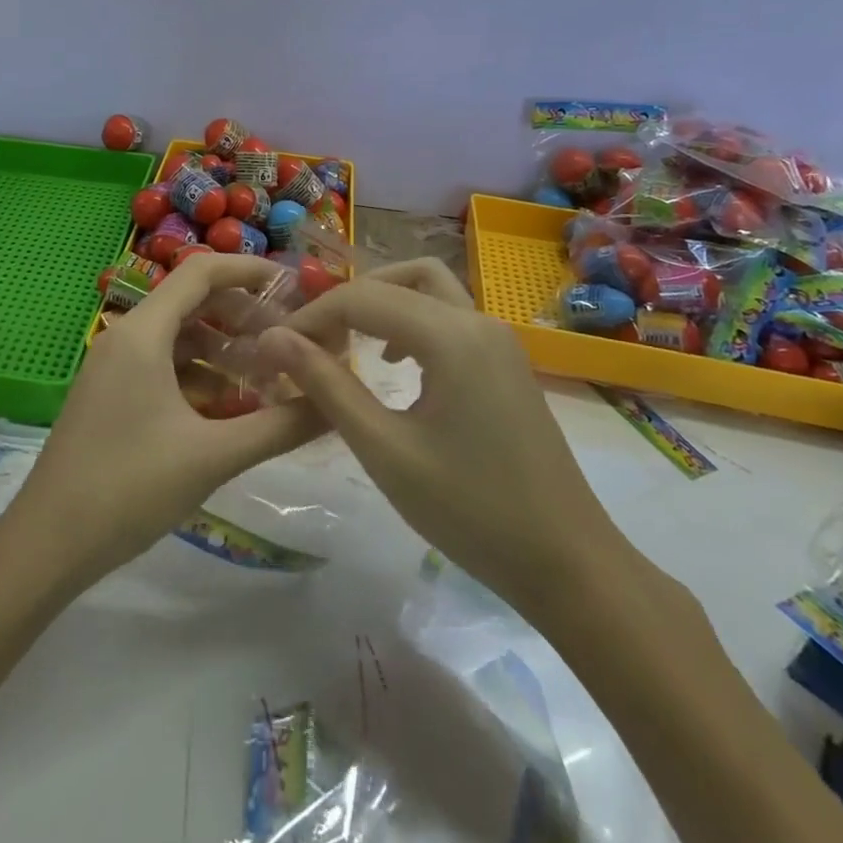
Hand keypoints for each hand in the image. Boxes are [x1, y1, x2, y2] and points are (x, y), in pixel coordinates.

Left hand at [6, 254, 326, 586]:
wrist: (47, 545)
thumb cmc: (129, 488)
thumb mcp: (212, 455)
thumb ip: (279, 426)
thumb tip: (336, 404)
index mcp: (143, 333)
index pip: (201, 272)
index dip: (250, 270)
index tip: (295, 287)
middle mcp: (126, 337)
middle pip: (193, 302)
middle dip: (244, 315)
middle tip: (290, 340)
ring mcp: (114, 366)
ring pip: (179, 337)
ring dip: (224, 349)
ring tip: (270, 376)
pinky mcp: (112, 394)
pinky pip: (163, 366)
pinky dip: (200, 375)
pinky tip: (231, 407)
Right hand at [256, 259, 622, 624]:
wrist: (569, 564)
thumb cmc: (470, 511)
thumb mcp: (384, 450)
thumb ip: (326, 384)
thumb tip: (273, 338)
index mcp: (450, 336)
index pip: (362, 298)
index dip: (312, 316)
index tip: (276, 349)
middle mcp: (477, 321)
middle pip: (398, 278)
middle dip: (348, 301)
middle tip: (313, 341)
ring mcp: (498, 339)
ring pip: (428, 288)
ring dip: (383, 304)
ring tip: (348, 344)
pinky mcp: (506, 361)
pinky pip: (449, 315)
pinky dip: (412, 321)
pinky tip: (394, 367)